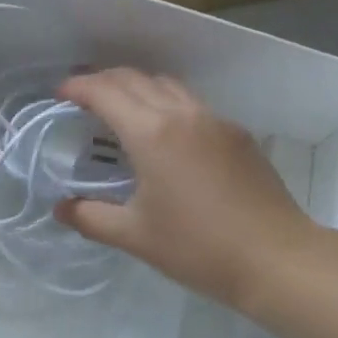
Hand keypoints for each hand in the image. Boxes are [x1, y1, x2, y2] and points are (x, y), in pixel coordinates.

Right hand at [54, 69, 321, 309]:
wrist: (277, 259)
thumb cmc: (199, 248)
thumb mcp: (136, 236)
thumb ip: (91, 217)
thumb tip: (61, 208)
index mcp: (151, 132)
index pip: (105, 92)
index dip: (77, 88)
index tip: (60, 95)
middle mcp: (180, 113)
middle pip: (133, 78)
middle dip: (102, 80)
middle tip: (83, 97)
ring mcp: (213, 119)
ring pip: (165, 84)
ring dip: (136, 86)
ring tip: (121, 108)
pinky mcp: (236, 132)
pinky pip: (191, 102)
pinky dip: (165, 101)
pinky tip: (165, 132)